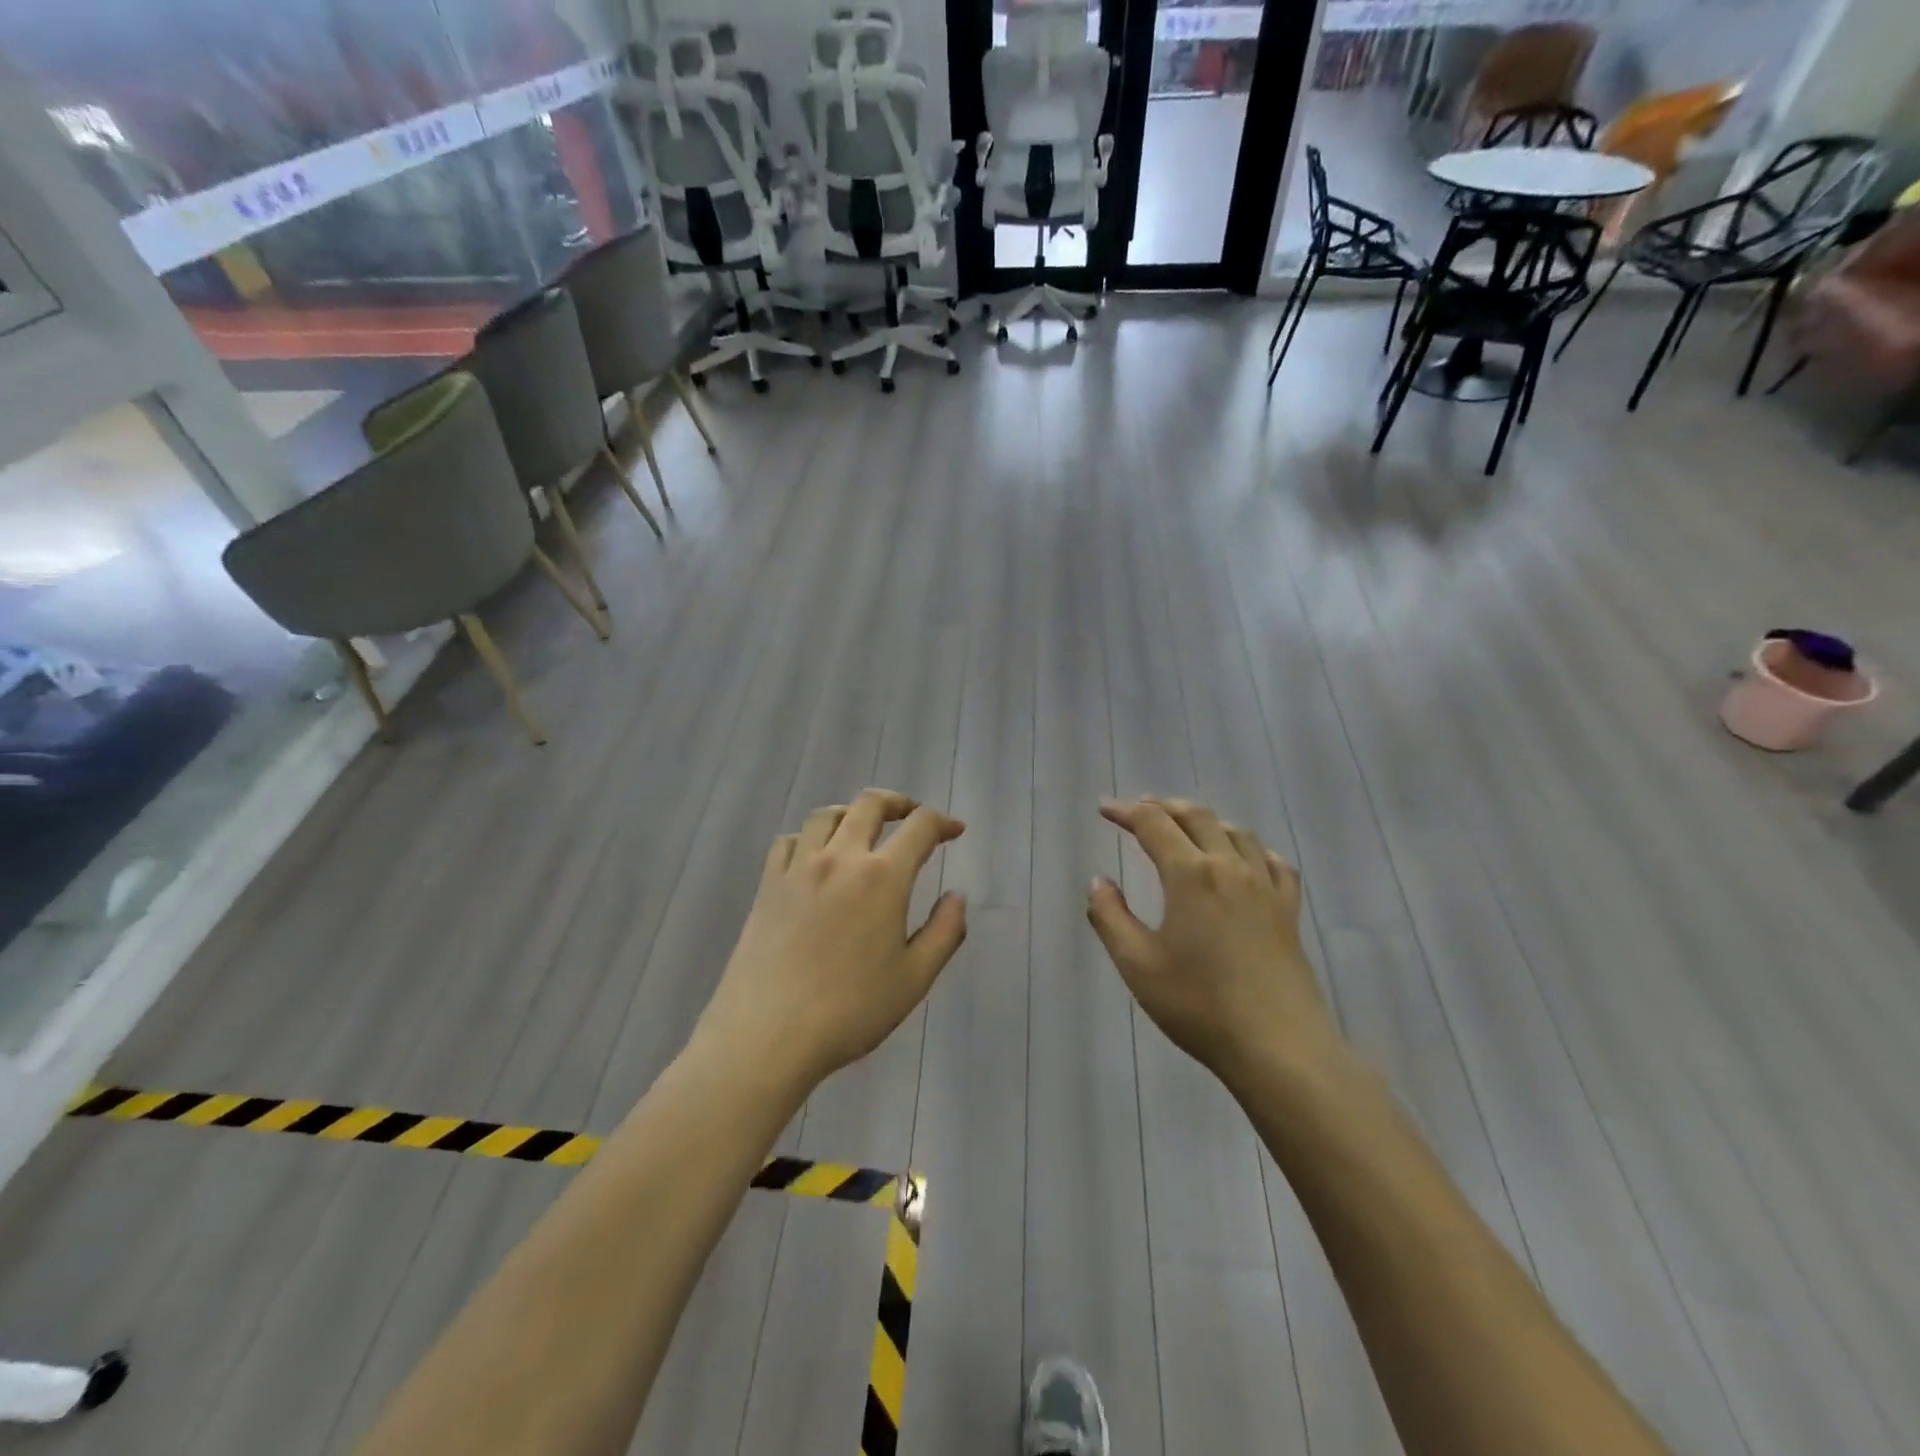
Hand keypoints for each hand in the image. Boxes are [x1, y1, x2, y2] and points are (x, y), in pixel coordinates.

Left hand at [695, 789, 966, 1091]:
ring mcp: (798, 868)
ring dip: (851, 812)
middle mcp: (841, 858)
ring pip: (825, 815)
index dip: (942, 822)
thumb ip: (944, 932)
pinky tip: (813, 857)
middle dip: (898, 802)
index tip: (954, 831)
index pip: (920, 827)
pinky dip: (807, 838)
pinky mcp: (767, 885)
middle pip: (869, 804)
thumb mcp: (915, 979)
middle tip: (911, 815)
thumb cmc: (850, 1010)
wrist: (767, 1035)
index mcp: (883, 876)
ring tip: (862, 829)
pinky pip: (788, 841)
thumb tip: (957, 896)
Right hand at [1087, 797, 1339, 1088]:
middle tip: (1139, 810)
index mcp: (1190, 874)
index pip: (1153, 824)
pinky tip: (1245, 859)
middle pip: (1197, 817)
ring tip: (1186, 827)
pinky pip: (1273, 862)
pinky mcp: (1288, 910)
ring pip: (1236, 832)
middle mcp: (1230, 867)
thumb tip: (1098, 882)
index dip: (1125, 812)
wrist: (1278, 1046)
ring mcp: (1265, 886)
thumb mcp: (1137, 964)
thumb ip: (1110, 917)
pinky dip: (1251, 848)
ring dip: (1206, 821)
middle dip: (1164, 807)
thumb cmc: (1199, 1005)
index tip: (1104, 809)